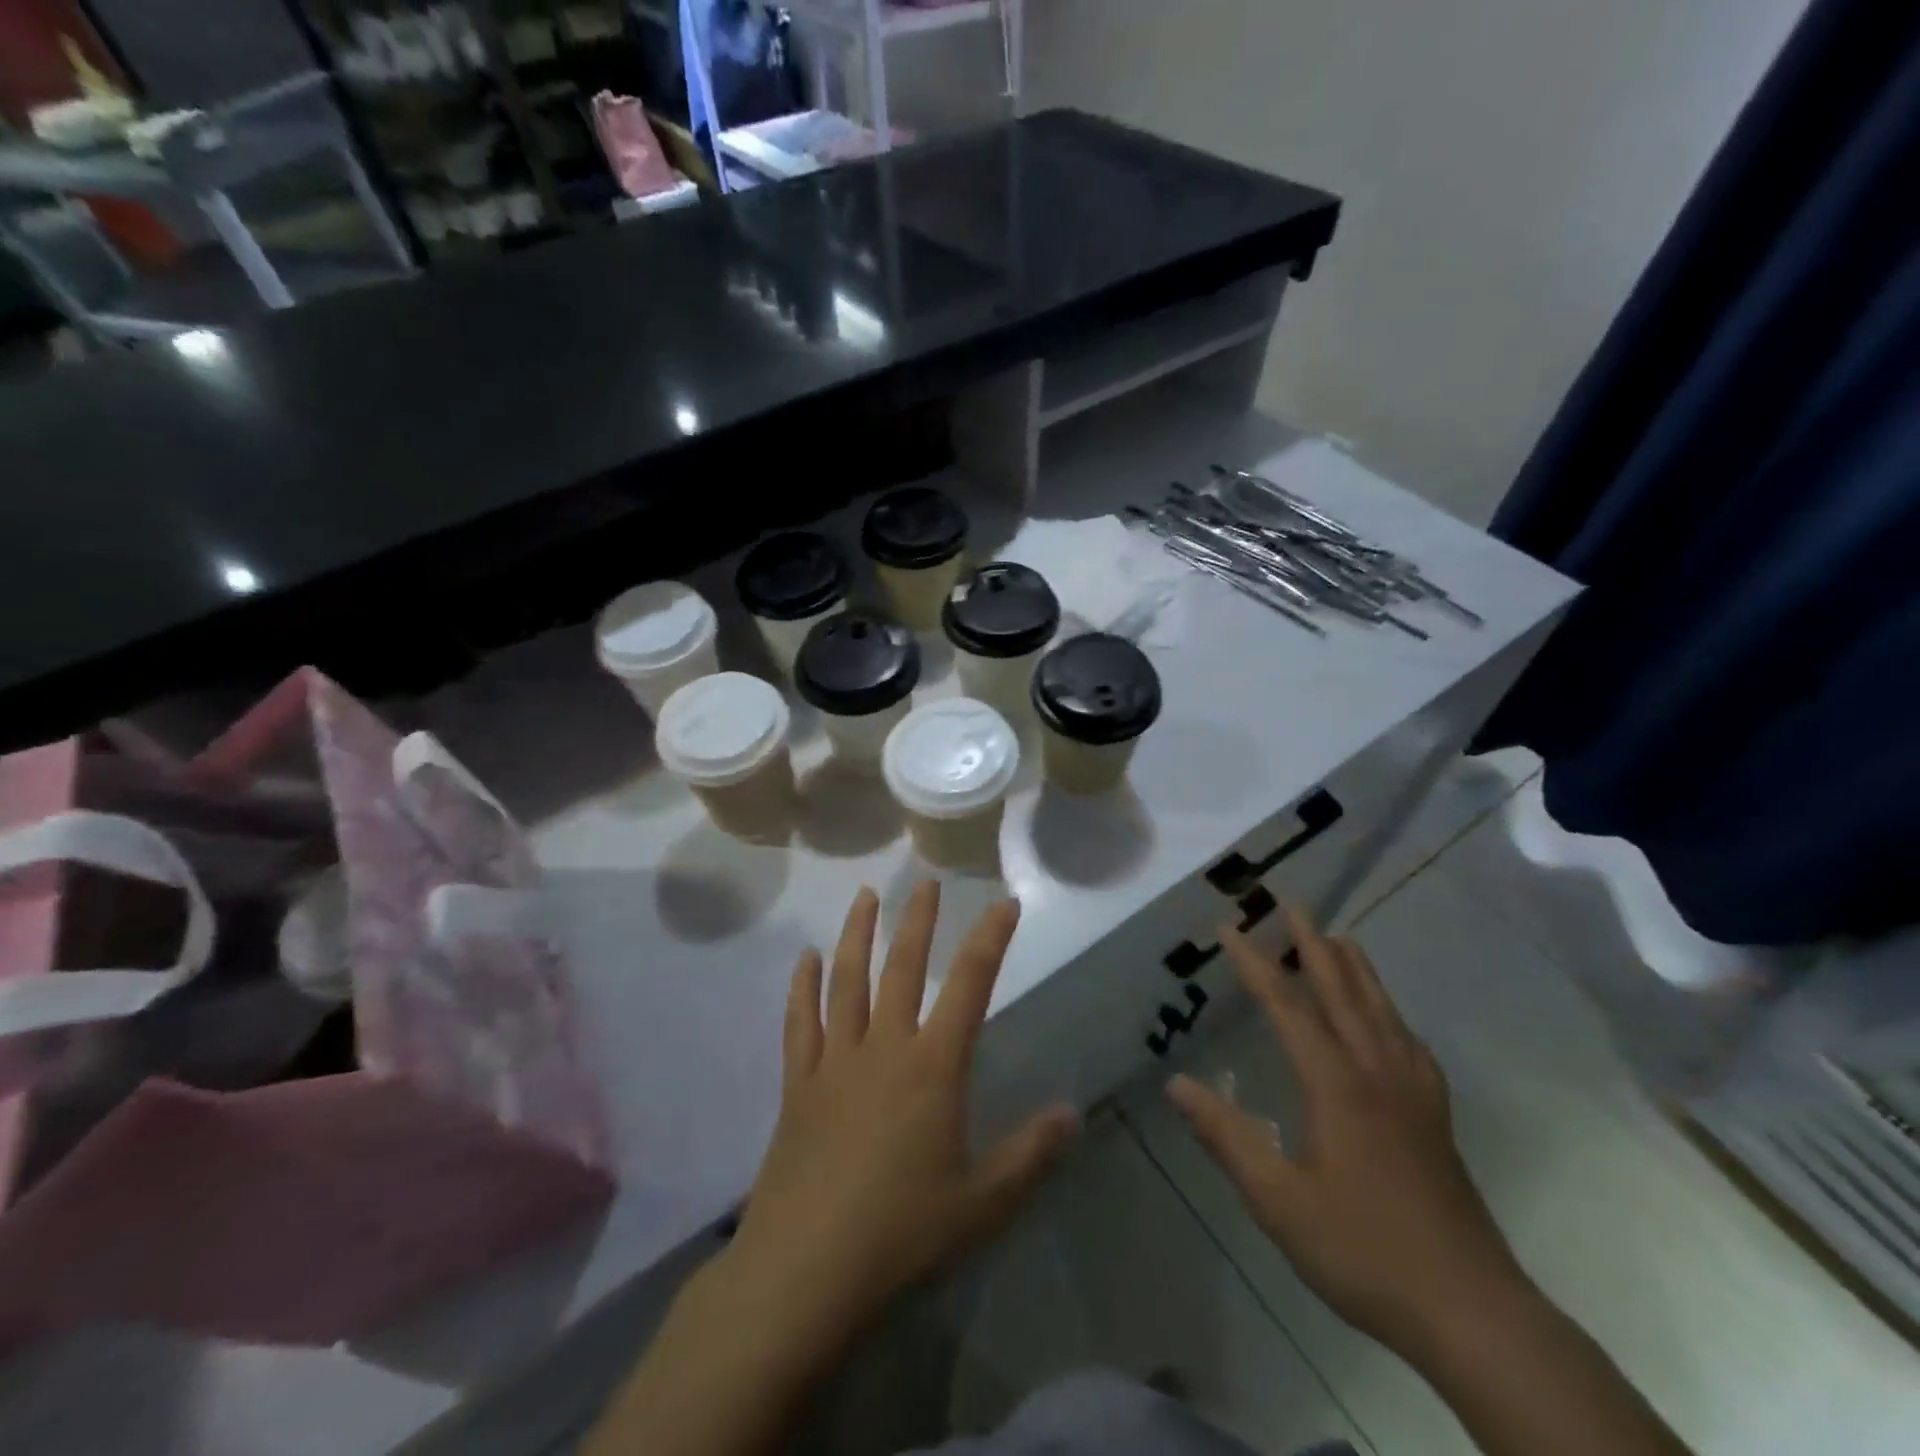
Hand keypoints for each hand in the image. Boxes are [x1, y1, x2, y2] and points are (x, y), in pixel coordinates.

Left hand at [723, 882, 1079, 1350]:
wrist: (806, 1271)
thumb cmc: (902, 1234)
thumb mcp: (982, 1203)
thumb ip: (1030, 1153)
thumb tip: (1074, 1112)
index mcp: (933, 1067)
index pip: (970, 985)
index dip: (990, 939)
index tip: (1004, 904)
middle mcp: (884, 1047)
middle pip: (903, 967)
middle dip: (917, 921)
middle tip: (924, 882)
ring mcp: (835, 1061)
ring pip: (847, 981)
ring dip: (857, 934)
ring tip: (864, 897)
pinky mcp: (798, 1084)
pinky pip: (800, 1022)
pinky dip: (803, 986)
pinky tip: (806, 959)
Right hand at [1167, 908, 1526, 1363]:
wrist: (1472, 1312)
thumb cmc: (1363, 1250)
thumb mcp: (1278, 1201)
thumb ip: (1225, 1137)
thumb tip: (1175, 1084)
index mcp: (1335, 1084)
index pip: (1287, 1006)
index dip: (1254, 964)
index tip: (1229, 928)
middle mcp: (1376, 1072)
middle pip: (1342, 992)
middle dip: (1313, 944)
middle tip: (1293, 904)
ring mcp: (1414, 1093)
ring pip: (1382, 1011)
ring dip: (1356, 968)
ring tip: (1339, 938)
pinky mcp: (1435, 1117)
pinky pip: (1409, 1043)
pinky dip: (1391, 1013)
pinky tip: (1390, 1021)